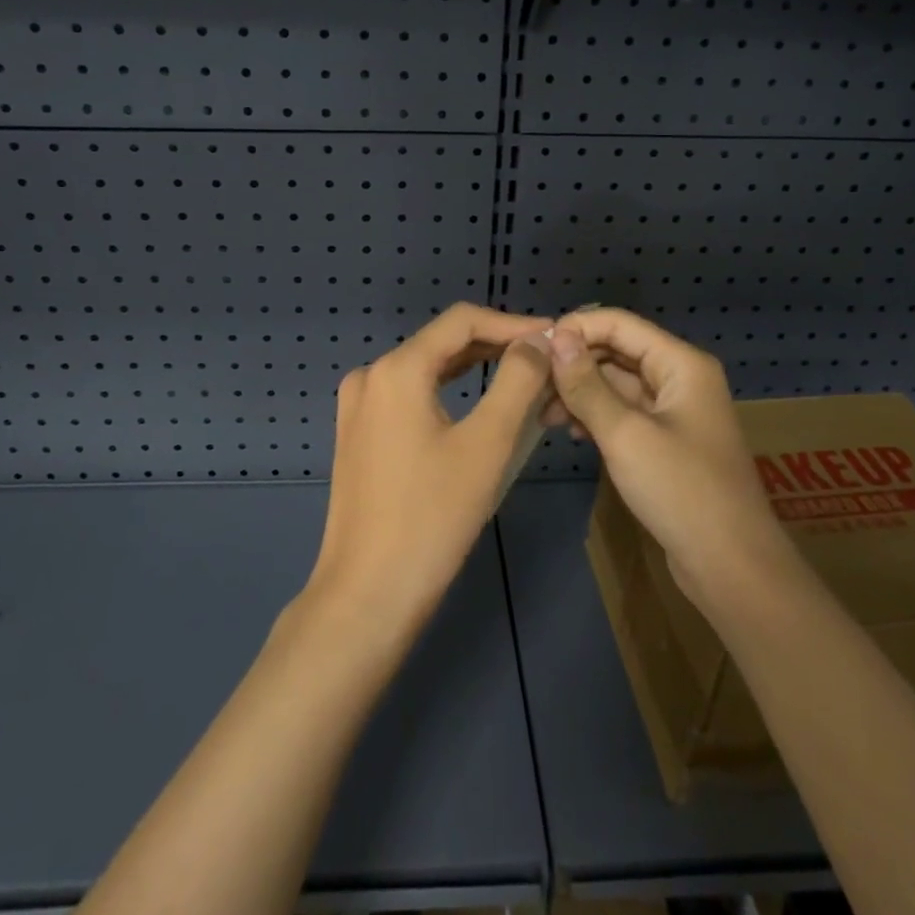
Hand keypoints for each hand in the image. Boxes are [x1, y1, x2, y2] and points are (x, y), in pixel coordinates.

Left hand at [307, 304, 553, 635]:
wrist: (368, 593)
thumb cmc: (433, 518)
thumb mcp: (487, 444)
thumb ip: (517, 381)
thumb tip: (538, 340)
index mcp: (397, 369)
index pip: (462, 320)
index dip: (513, 323)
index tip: (555, 336)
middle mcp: (371, 375)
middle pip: (443, 342)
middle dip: (497, 345)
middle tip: (547, 361)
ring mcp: (359, 405)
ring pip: (428, 369)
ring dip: (476, 369)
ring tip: (524, 378)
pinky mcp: (359, 433)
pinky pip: (411, 395)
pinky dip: (449, 392)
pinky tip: (480, 405)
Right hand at [547, 308, 789, 611]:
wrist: (731, 567)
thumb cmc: (681, 490)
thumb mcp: (625, 434)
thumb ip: (587, 384)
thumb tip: (555, 337)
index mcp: (681, 364)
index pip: (619, 324)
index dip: (576, 329)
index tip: (533, 349)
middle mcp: (679, 378)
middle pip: (617, 352)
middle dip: (574, 364)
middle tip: (531, 385)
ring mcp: (673, 411)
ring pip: (616, 384)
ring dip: (580, 393)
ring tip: (542, 414)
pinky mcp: (665, 442)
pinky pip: (623, 413)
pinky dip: (596, 416)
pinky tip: (570, 432)